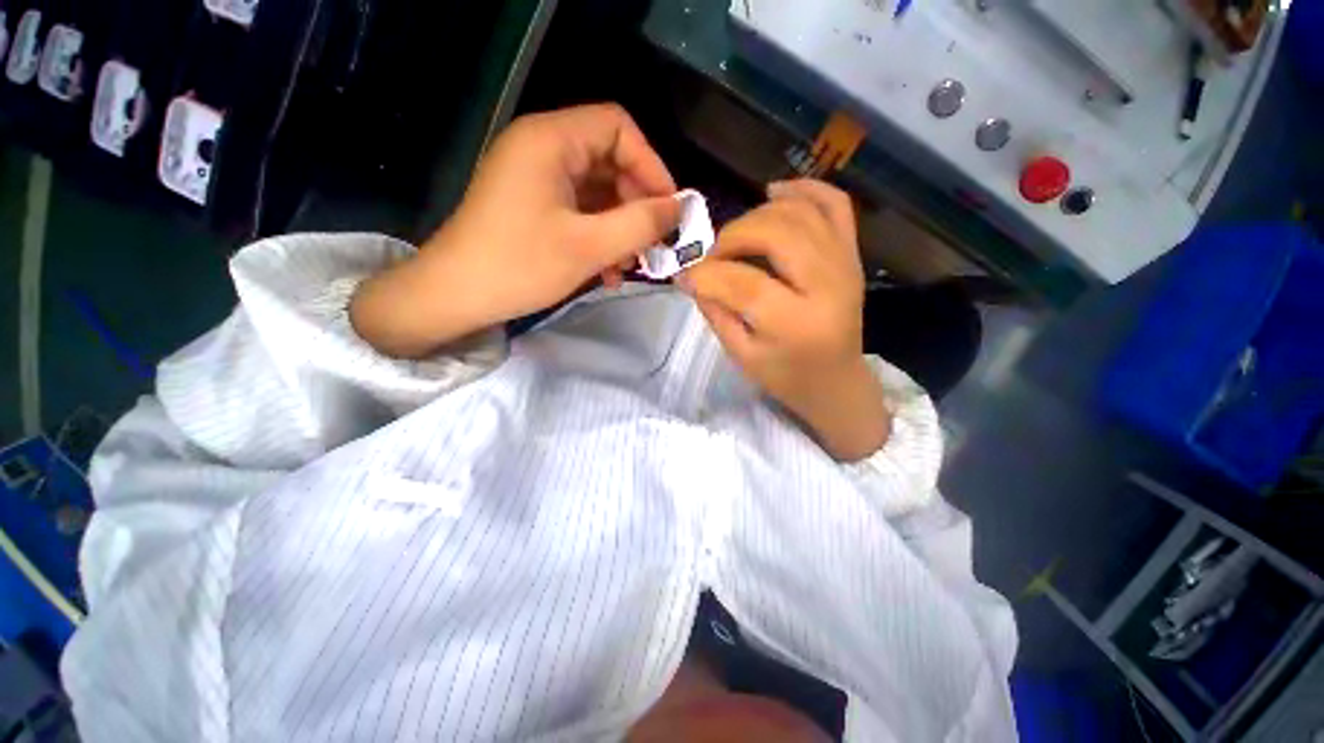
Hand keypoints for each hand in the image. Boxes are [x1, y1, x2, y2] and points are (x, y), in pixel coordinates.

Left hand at [351, 104, 679, 356]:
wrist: (455, 296)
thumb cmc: (520, 265)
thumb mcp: (590, 246)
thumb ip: (641, 224)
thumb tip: (678, 209)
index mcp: (550, 140)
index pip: (618, 127)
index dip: (651, 165)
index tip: (669, 209)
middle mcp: (542, 148)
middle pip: (610, 160)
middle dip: (638, 204)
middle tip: (655, 243)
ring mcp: (536, 178)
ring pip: (597, 191)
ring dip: (621, 227)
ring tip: (633, 264)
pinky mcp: (533, 205)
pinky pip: (579, 211)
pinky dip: (600, 236)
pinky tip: (609, 271)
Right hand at [680, 179, 889, 460]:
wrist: (836, 381)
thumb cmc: (785, 375)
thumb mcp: (741, 355)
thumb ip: (715, 312)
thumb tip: (690, 274)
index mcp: (796, 324)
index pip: (743, 283)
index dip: (706, 274)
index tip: (685, 275)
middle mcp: (828, 286)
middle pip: (775, 233)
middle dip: (731, 237)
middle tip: (714, 256)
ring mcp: (846, 264)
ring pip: (799, 211)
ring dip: (757, 215)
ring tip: (737, 237)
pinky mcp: (852, 253)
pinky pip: (834, 204)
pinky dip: (803, 189)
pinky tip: (774, 193)